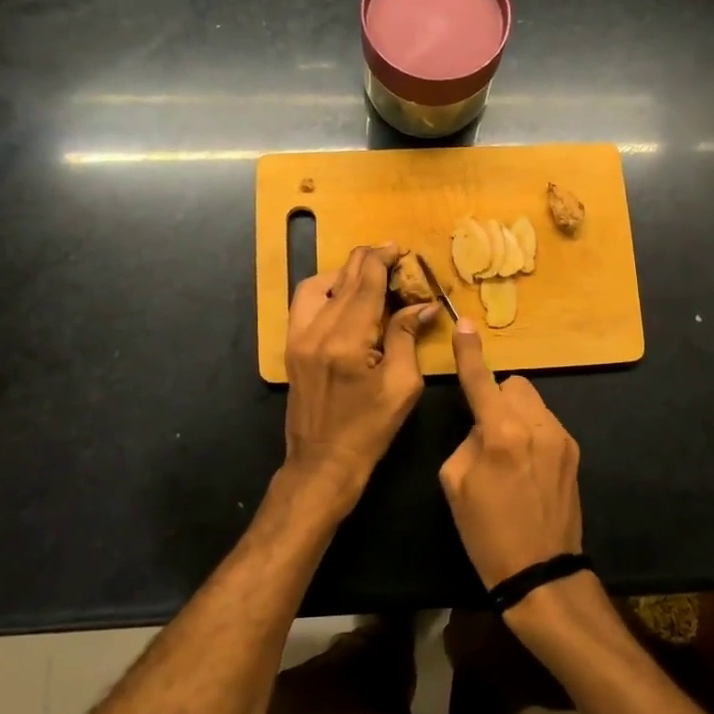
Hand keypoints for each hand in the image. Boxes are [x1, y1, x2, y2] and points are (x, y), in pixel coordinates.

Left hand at [282, 243, 436, 517]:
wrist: (322, 464)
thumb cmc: (370, 430)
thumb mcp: (403, 386)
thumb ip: (407, 336)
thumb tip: (423, 304)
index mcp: (347, 340)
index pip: (366, 282)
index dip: (383, 259)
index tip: (401, 249)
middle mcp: (317, 330)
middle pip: (343, 278)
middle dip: (368, 261)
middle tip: (392, 256)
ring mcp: (298, 337)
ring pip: (318, 284)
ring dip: (345, 273)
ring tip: (369, 276)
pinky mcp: (290, 346)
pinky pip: (304, 303)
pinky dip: (326, 290)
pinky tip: (345, 297)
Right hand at [439, 319, 582, 588]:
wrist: (540, 571)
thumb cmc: (486, 532)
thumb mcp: (455, 483)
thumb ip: (468, 439)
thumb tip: (483, 426)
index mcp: (501, 433)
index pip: (481, 379)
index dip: (469, 352)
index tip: (464, 324)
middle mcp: (536, 425)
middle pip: (514, 385)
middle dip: (497, 399)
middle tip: (486, 434)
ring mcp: (561, 437)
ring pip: (532, 403)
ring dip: (516, 415)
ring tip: (509, 454)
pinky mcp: (574, 451)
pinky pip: (546, 424)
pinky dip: (532, 432)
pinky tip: (528, 467)